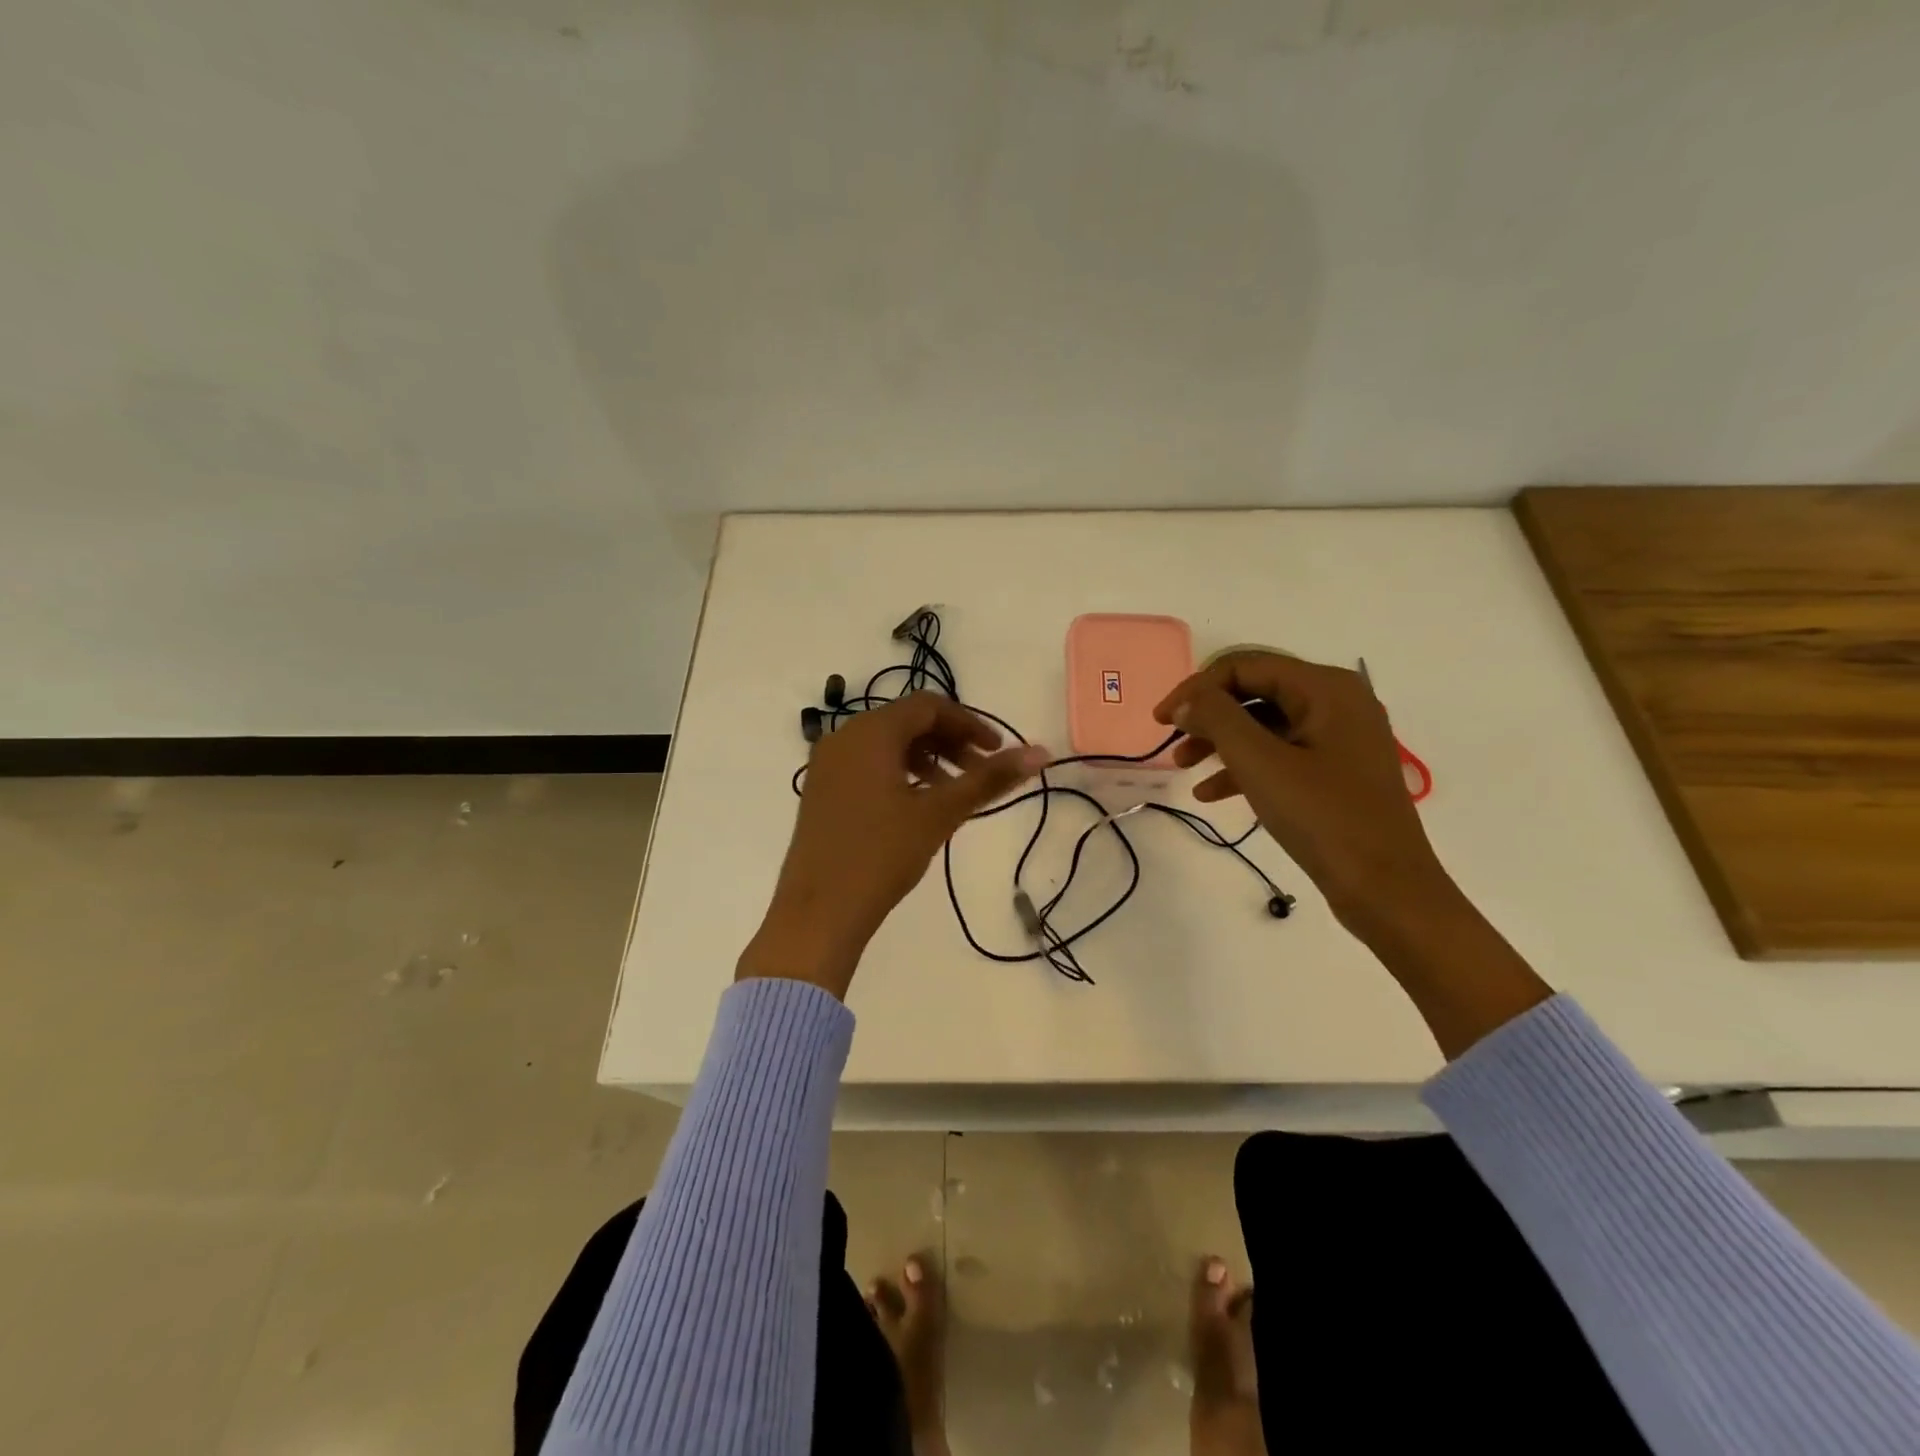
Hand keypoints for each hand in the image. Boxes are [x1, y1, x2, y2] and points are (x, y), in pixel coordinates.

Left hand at [740, 692, 1048, 997]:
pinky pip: (868, 764)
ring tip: (952, 794)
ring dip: (927, 759)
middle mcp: (844, 737)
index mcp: (870, 732)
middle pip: (908, 722)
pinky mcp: (822, 790)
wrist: (818, 913)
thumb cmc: (881, 855)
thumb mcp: (939, 813)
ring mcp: (827, 764)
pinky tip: (917, 806)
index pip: (929, 706)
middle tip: (979, 775)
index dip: (969, 723)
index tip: (998, 752)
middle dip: (949, 742)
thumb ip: (989, 779)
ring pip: (887, 744)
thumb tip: (1041, 752)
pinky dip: (900, 773)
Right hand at [1156, 651, 1549, 1058]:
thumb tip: (1187, 700)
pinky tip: (1211, 793)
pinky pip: (1281, 753)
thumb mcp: (1260, 763)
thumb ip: (1217, 719)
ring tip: (1184, 768)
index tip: (1161, 719)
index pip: (1245, 665)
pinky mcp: (1336, 771)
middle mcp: (1337, 702)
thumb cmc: (1324, 818)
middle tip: (1171, 741)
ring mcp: (1340, 738)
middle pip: (1255, 691)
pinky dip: (1244, 767)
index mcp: (1326, 688)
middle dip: (1208, 715)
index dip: (1196, 687)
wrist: (1387, 889)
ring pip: (1265, 724)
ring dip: (1220, 741)